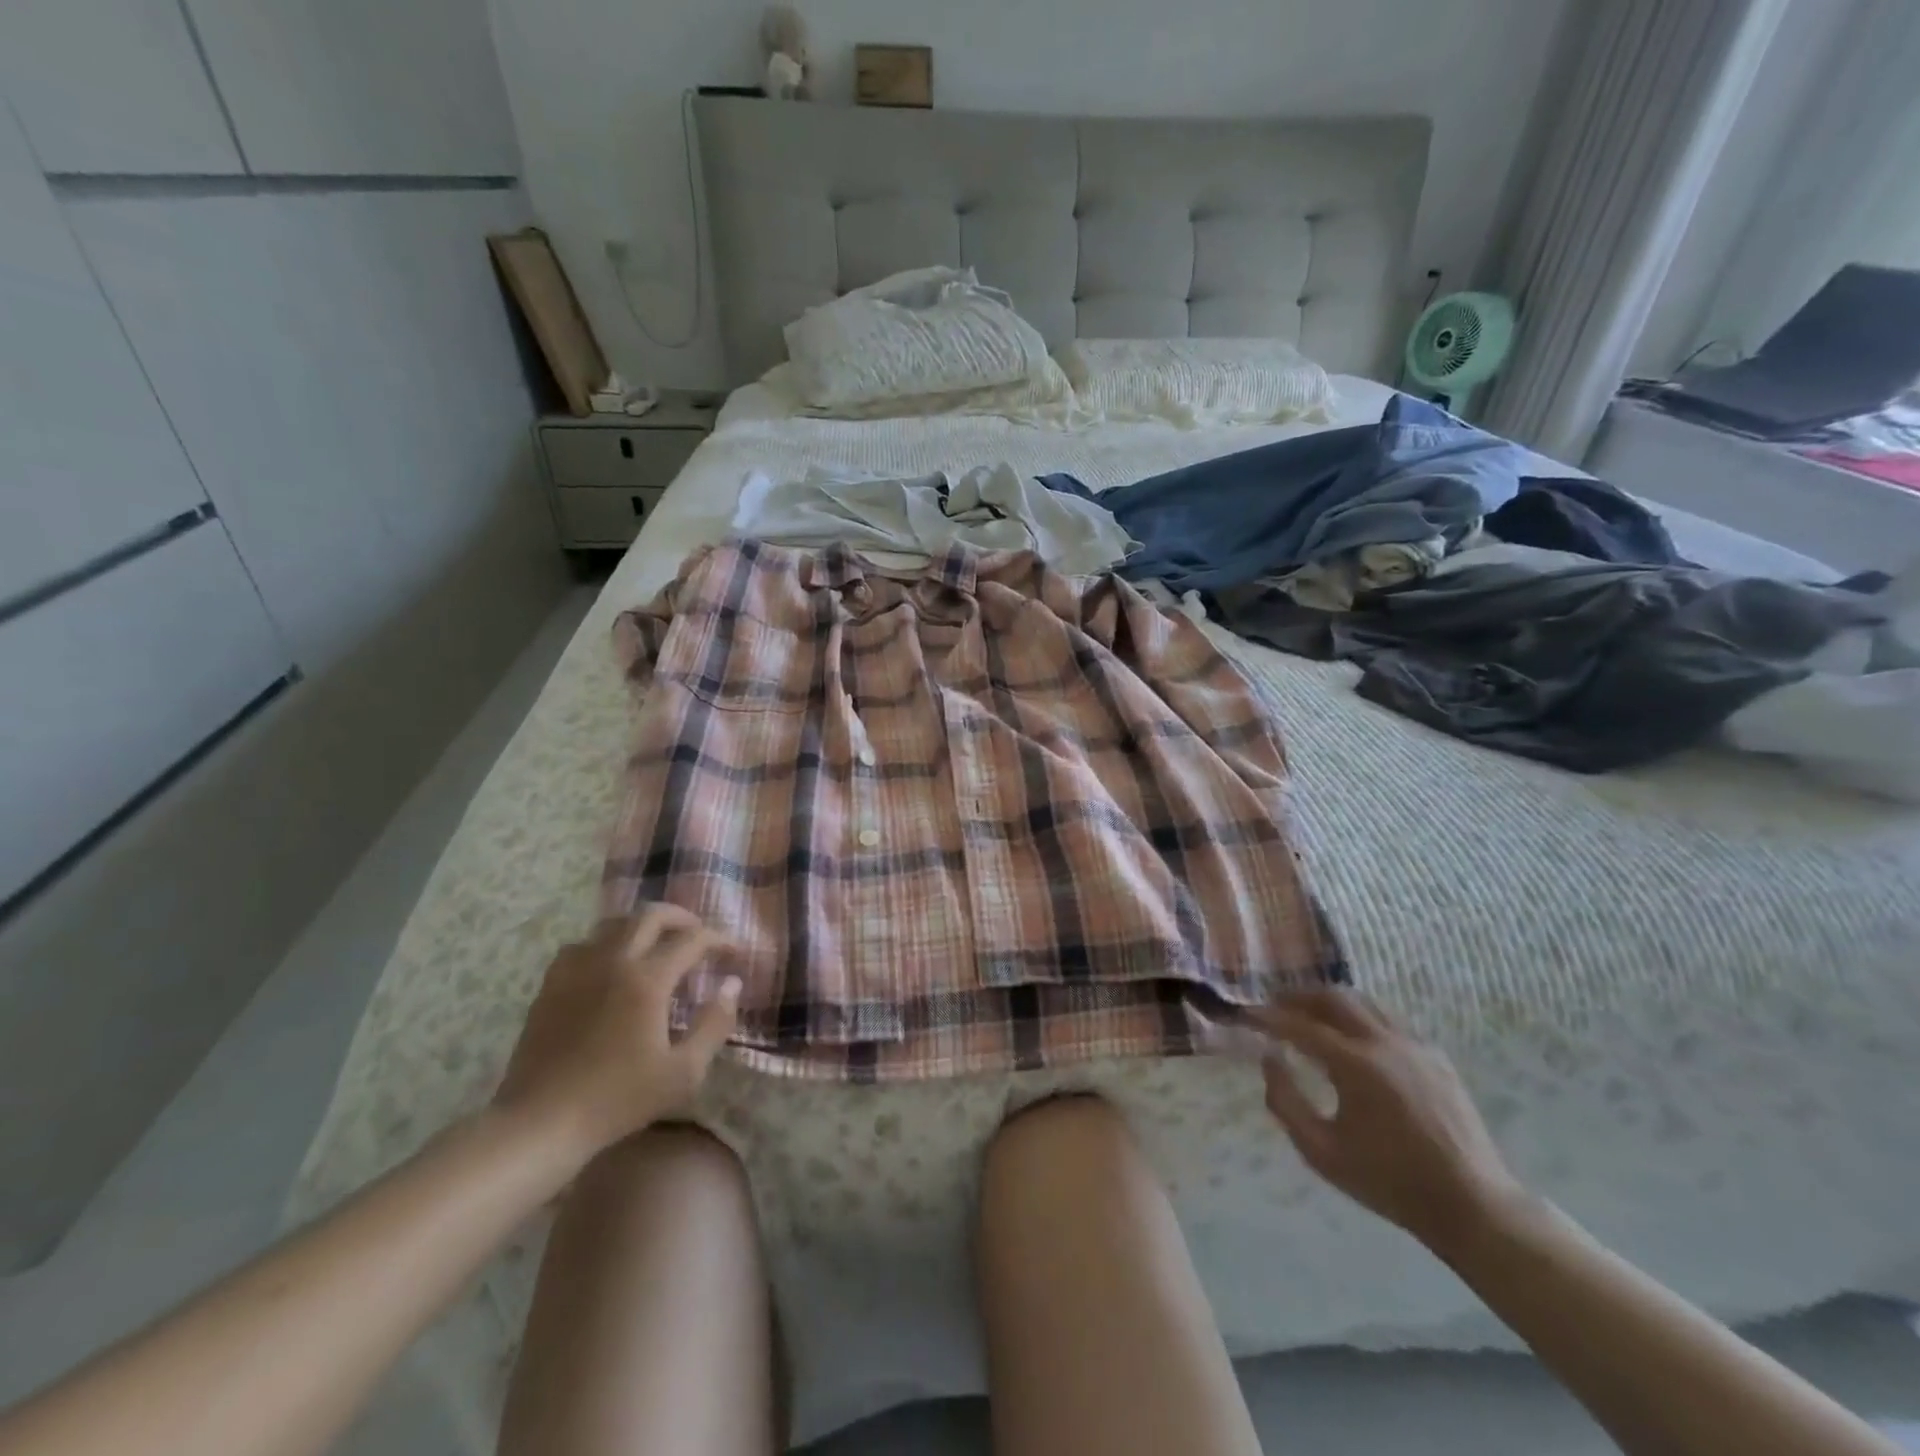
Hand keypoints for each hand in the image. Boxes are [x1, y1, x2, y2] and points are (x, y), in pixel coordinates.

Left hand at [494, 905, 740, 1158]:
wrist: (540, 1124)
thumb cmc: (618, 1100)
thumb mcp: (684, 1072)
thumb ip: (715, 1023)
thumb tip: (732, 984)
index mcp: (648, 979)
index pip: (693, 939)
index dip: (720, 940)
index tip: (735, 953)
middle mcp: (613, 961)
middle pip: (651, 915)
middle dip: (683, 918)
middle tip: (699, 936)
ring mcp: (577, 969)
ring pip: (615, 924)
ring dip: (643, 927)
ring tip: (657, 945)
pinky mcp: (550, 985)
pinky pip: (582, 945)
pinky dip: (605, 945)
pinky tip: (609, 966)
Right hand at [1252, 989, 1524, 1252]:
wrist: (1472, 1206)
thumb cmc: (1388, 1182)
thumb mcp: (1321, 1151)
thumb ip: (1286, 1101)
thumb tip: (1269, 1058)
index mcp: (1355, 1065)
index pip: (1299, 1025)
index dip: (1268, 1017)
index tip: (1246, 1014)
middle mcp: (1384, 1043)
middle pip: (1334, 998)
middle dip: (1298, 997)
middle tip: (1275, 1005)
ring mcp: (1415, 1046)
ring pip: (1364, 1002)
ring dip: (1330, 1002)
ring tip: (1310, 1014)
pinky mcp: (1435, 1057)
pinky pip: (1389, 1020)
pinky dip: (1360, 1017)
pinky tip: (1353, 1038)